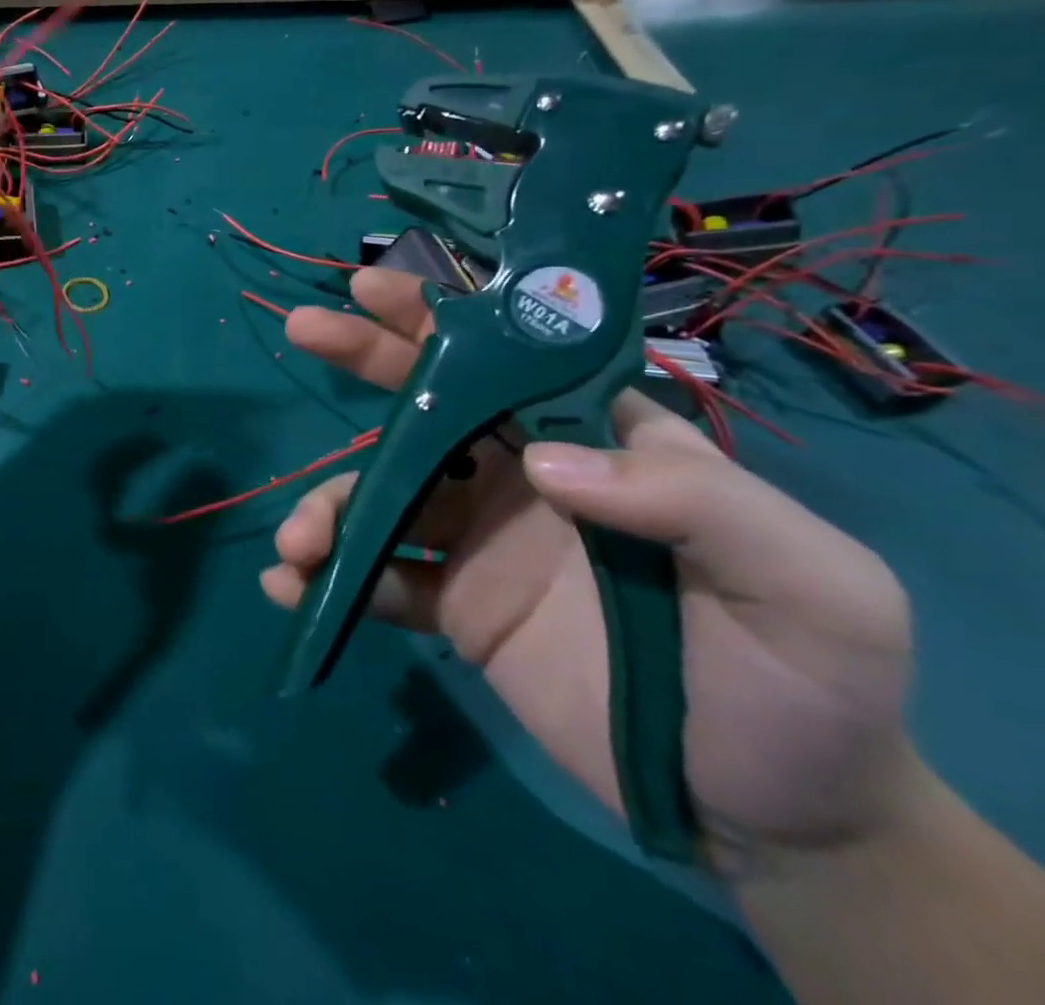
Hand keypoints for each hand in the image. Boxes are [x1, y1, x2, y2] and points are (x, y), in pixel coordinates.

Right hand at [261, 265, 918, 872]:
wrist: (773, 814)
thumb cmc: (803, 678)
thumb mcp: (806, 581)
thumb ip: (692, 501)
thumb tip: (540, 465)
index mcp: (594, 443)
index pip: (512, 359)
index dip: (443, 317)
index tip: (376, 286)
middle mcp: (525, 475)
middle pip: (429, 405)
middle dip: (363, 360)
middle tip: (303, 330)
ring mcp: (480, 540)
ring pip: (384, 496)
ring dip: (329, 508)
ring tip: (299, 546)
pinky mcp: (455, 605)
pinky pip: (381, 578)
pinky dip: (333, 580)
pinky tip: (294, 592)